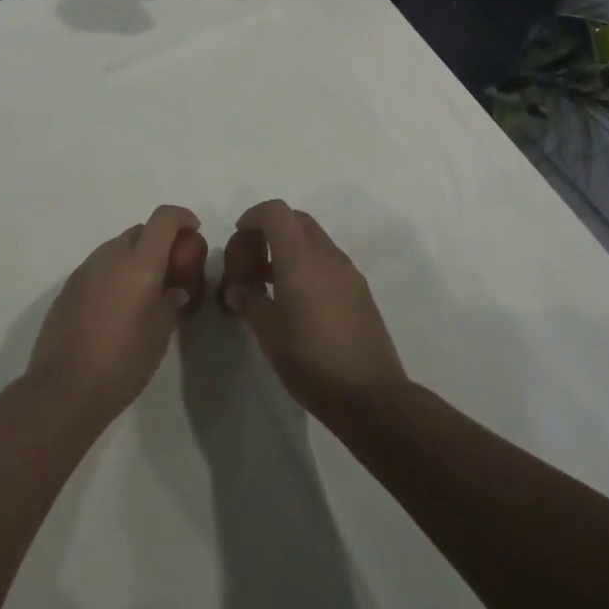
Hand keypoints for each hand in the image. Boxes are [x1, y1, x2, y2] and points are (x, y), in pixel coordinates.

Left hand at [23, 205, 208, 423]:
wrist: (63, 389)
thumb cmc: (122, 362)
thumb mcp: (160, 334)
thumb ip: (171, 302)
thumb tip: (174, 290)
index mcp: (139, 263)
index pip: (163, 218)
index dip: (182, 217)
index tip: (194, 232)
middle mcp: (111, 256)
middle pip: (140, 231)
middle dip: (159, 241)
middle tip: (172, 270)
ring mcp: (86, 269)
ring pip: (117, 247)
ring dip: (135, 257)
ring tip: (144, 292)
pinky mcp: (68, 287)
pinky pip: (100, 267)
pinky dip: (114, 273)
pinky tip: (117, 306)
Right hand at [220, 200, 408, 421]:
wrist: (370, 396)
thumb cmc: (311, 360)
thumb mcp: (268, 332)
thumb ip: (249, 301)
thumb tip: (238, 288)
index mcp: (300, 258)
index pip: (275, 212)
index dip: (253, 216)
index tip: (238, 238)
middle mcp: (326, 255)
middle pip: (296, 220)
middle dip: (269, 232)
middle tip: (251, 263)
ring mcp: (348, 271)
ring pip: (313, 240)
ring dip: (289, 249)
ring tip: (270, 285)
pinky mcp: (360, 290)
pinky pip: (328, 261)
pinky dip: (307, 265)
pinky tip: (298, 302)